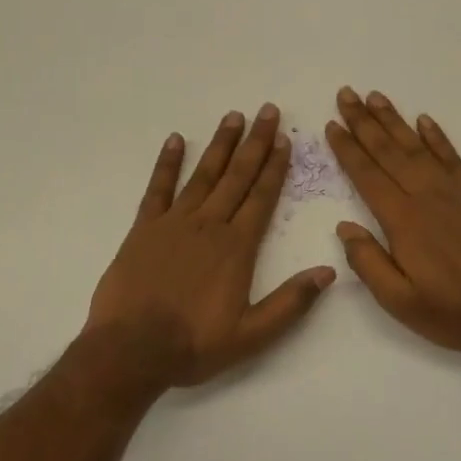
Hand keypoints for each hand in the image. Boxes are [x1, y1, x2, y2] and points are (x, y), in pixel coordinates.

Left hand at [86, 105, 335, 388]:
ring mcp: (174, 223)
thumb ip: (291, 302)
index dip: (275, 167)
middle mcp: (209, 225)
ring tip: (233, 117)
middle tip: (267, 111)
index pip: (262, 197)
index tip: (285, 139)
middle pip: (237, 176)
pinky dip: (167, 163)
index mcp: (236, 247)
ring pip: (203, 175)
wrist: (131, 350)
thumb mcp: (252, 335)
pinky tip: (175, 140)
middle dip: (255, 142)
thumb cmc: (194, 344)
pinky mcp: (143, 229)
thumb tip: (329, 272)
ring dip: (220, 145)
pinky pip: (158, 188)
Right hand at [326, 88, 460, 357]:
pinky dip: (436, 135)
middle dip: (364, 121)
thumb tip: (343, 227)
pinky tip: (423, 120)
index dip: (347, 149)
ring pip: (417, 145)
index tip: (332, 125)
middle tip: (346, 94)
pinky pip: (451, 155)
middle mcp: (425, 195)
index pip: (367, 175)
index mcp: (402, 220)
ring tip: (375, 97)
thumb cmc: (452, 312)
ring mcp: (454, 190)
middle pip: (388, 150)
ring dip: (394, 120)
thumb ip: (368, 262)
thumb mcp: (399, 301)